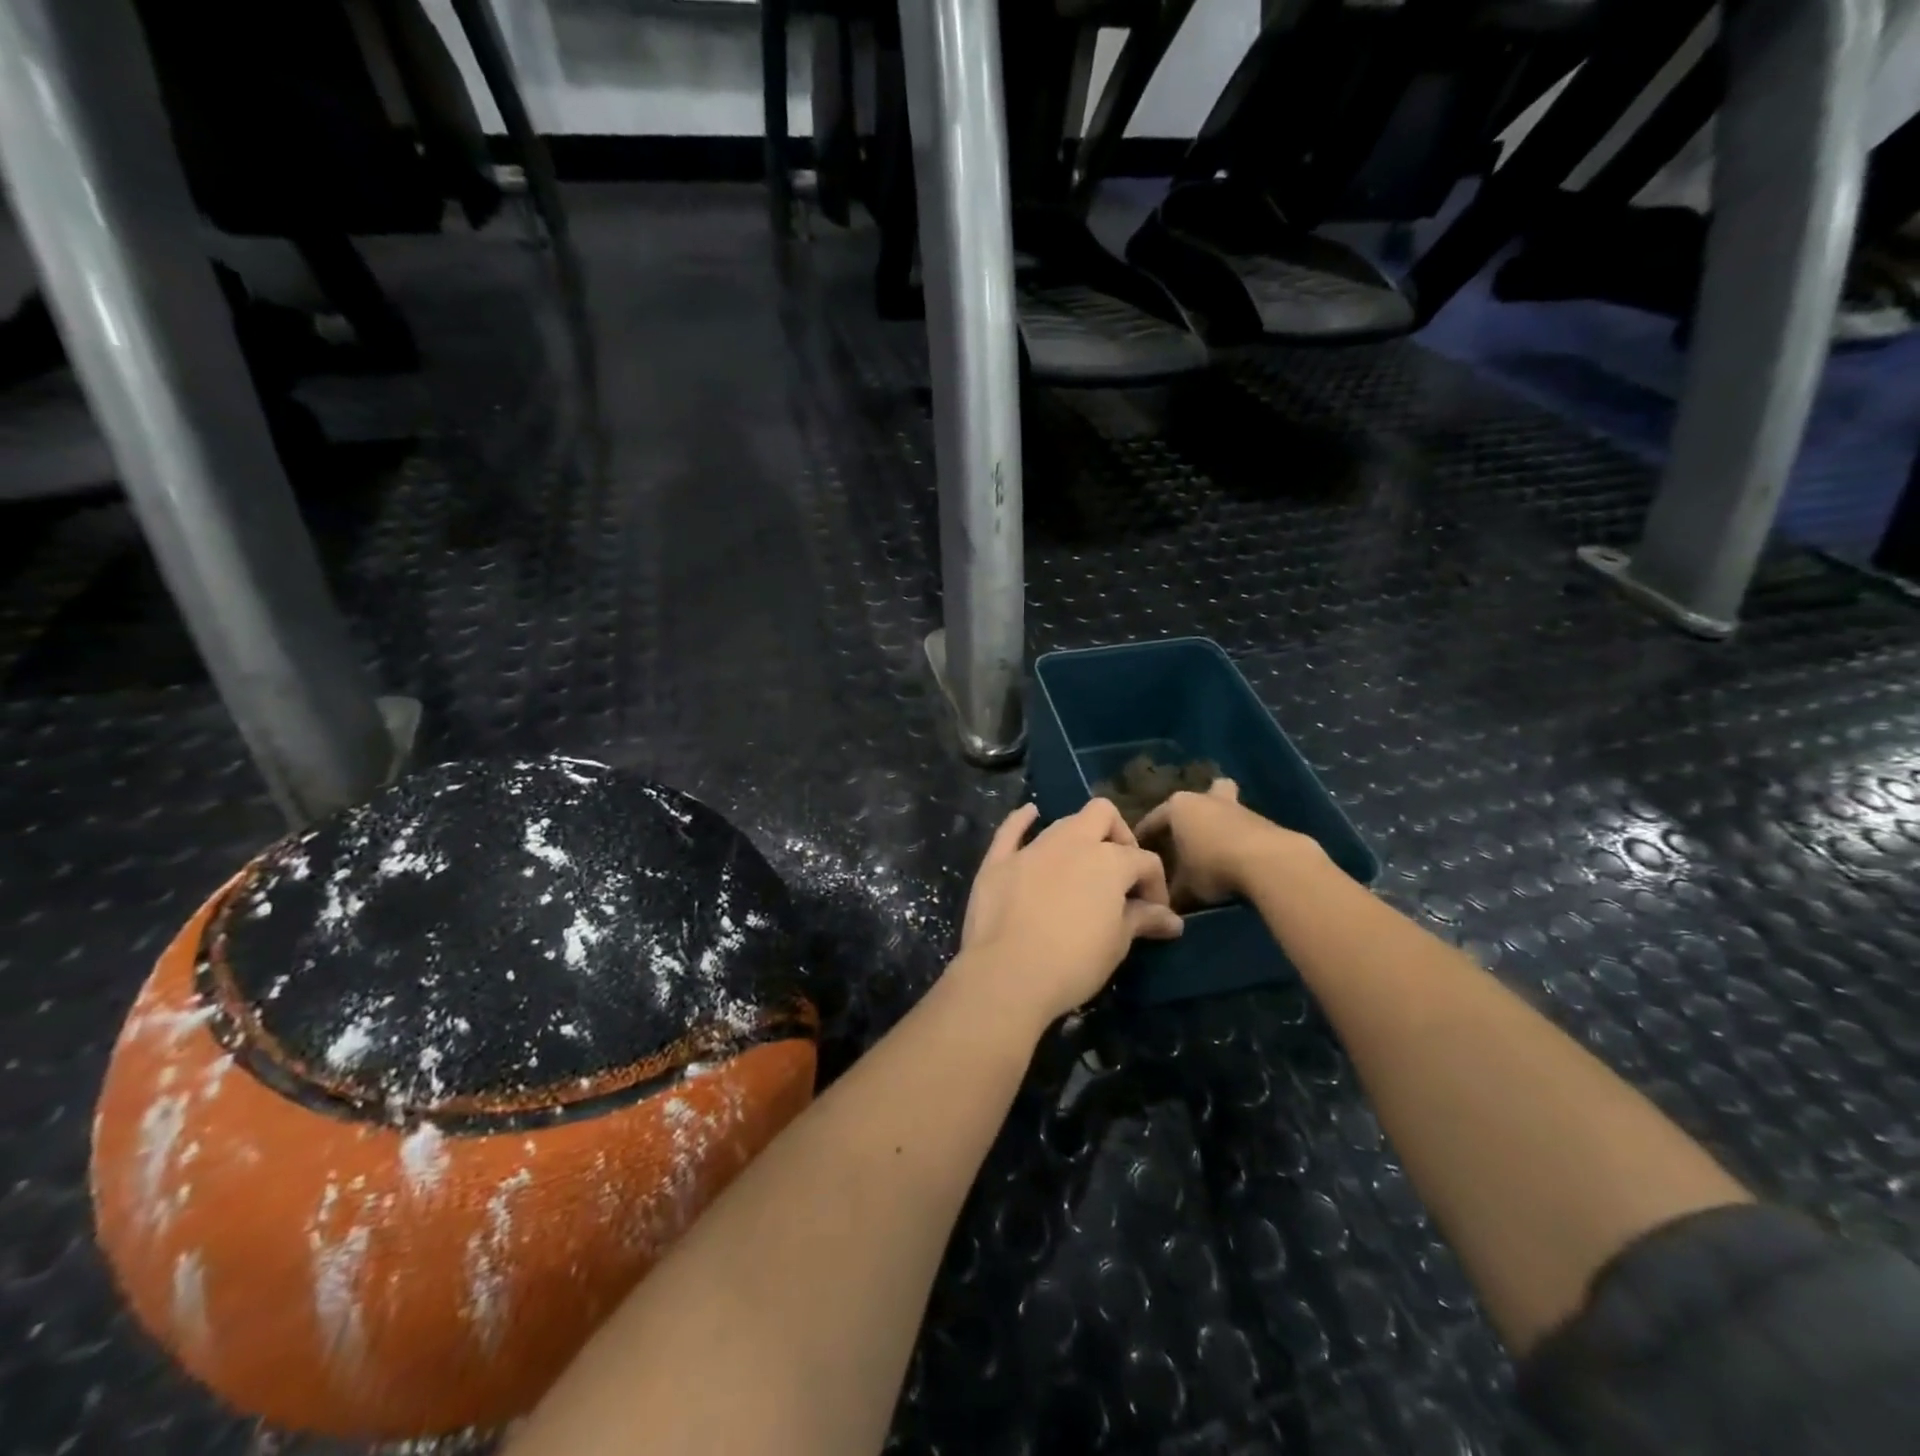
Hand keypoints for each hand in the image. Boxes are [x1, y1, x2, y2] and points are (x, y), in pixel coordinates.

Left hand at [957, 800, 1183, 1026]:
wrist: (1007, 974)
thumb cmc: (1074, 962)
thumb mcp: (1117, 944)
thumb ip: (1142, 920)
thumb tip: (1171, 920)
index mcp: (1109, 860)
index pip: (1145, 861)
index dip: (1155, 885)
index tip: (1154, 914)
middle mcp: (1072, 842)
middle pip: (1103, 814)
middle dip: (1118, 835)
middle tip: (1120, 872)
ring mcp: (1032, 848)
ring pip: (1063, 823)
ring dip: (1078, 837)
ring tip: (1081, 867)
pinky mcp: (998, 860)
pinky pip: (1011, 829)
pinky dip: (1023, 820)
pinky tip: (1030, 814)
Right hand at [1134, 779, 1324, 906]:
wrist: (1268, 862)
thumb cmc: (1213, 866)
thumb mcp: (1184, 886)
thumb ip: (1172, 891)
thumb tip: (1165, 902)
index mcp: (1179, 807)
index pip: (1154, 820)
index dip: (1145, 837)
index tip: (1139, 851)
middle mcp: (1206, 800)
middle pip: (1197, 799)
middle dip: (1194, 813)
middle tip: (1188, 834)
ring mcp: (1237, 808)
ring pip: (1224, 809)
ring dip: (1219, 826)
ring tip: (1215, 851)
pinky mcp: (1264, 821)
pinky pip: (1244, 828)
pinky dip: (1240, 840)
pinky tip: (1239, 859)